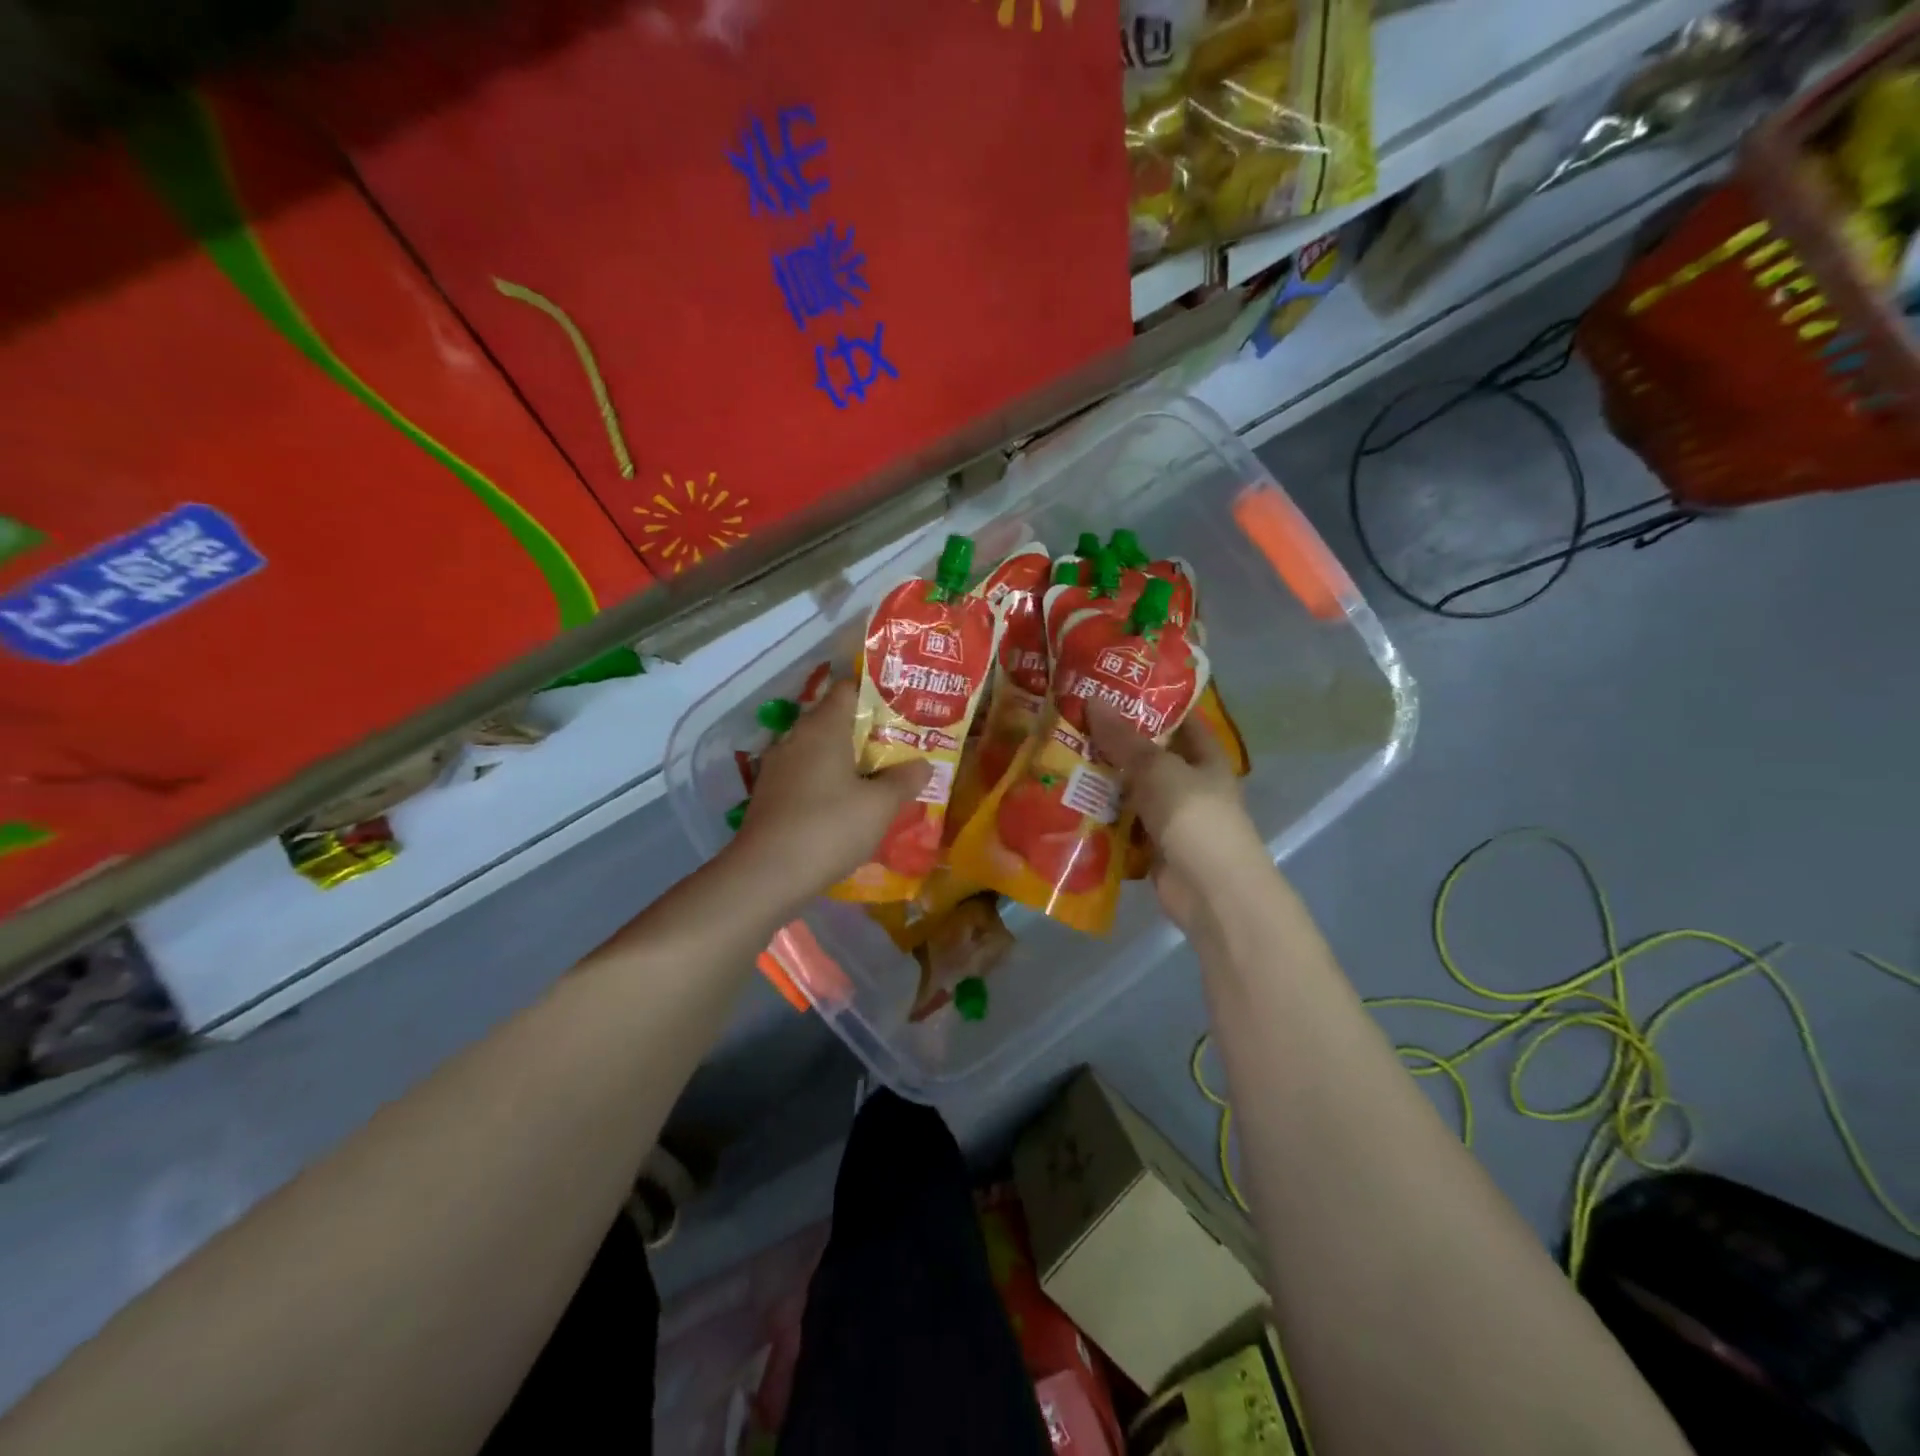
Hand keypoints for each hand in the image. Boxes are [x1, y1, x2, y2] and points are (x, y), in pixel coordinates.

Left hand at [726, 679, 931, 912]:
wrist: (766, 874)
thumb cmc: (829, 827)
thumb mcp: (880, 805)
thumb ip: (904, 780)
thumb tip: (923, 764)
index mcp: (823, 727)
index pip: (848, 689)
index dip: (875, 694)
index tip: (902, 710)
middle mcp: (796, 737)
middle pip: (833, 720)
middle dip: (866, 731)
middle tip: (899, 746)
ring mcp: (778, 767)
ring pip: (818, 750)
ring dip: (845, 760)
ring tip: (877, 777)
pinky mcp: (769, 795)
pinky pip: (805, 776)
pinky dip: (826, 782)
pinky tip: (845, 805)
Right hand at [1087, 703, 1271, 933]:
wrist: (1211, 891)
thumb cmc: (1194, 817)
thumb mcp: (1157, 768)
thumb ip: (1123, 738)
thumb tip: (1092, 699)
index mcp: (1205, 757)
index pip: (1179, 719)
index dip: (1150, 703)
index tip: (1110, 689)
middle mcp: (1189, 784)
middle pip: (1148, 756)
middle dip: (1113, 743)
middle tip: (1071, 722)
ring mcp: (1171, 817)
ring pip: (1131, 791)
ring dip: (1102, 782)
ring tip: (1059, 758)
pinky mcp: (1152, 848)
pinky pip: (1122, 826)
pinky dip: (1100, 818)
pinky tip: (1067, 804)